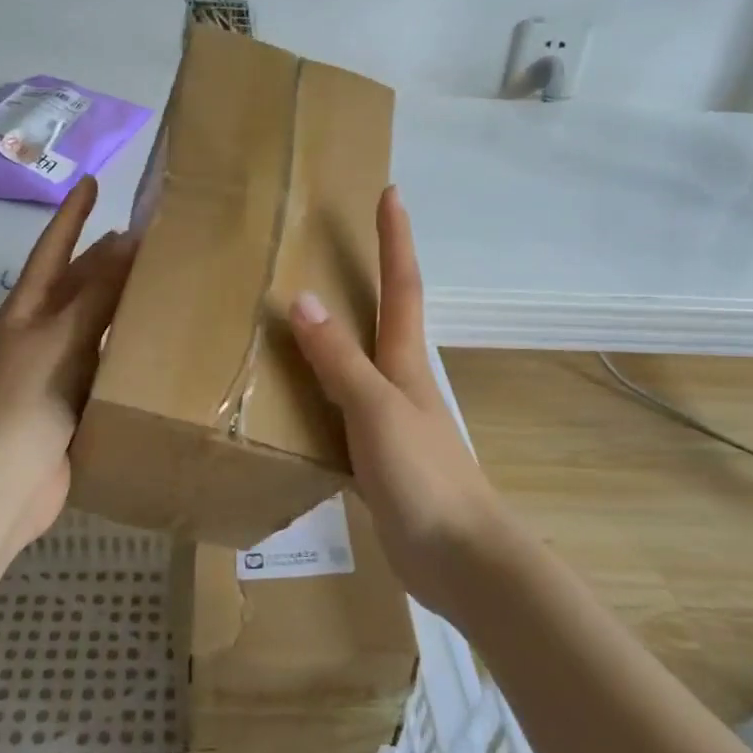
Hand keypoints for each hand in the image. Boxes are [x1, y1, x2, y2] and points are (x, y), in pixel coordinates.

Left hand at [0, 177, 136, 552]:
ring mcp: (55, 370)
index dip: (72, 216)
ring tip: (160, 285)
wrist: (3, 482)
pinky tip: (156, 347)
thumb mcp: (62, 335)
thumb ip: (98, 291)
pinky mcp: (72, 404)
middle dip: (104, 259)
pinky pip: (104, 364)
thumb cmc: (26, 398)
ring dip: (120, 304)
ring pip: (94, 325)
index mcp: (27, 310)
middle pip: (76, 286)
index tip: (91, 183)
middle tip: (147, 238)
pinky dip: (127, 349)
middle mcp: (40, 334)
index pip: (53, 250)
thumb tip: (128, 240)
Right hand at [287, 185, 510, 617]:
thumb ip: (338, 360)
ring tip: (296, 315)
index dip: (395, 239)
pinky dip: (319, 391)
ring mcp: (390, 420)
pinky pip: (340, 409)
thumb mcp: (375, 410)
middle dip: (368, 275)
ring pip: (357, 364)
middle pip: (383, 317)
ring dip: (336, 335)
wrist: (460, 559)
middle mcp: (399, 382)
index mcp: (404, 362)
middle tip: (331, 246)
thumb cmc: (423, 476)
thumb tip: (302, 299)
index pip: (400, 286)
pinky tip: (293, 400)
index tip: (391, 193)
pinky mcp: (377, 457)